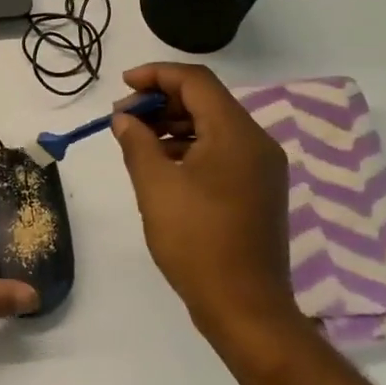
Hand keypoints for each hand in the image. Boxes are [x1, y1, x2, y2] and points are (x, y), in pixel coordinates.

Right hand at [111, 63, 295, 342]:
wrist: (246, 309)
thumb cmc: (197, 242)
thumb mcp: (156, 187)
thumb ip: (137, 142)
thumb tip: (125, 118)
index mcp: (236, 133)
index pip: (196, 81)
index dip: (156, 75)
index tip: (123, 87)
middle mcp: (256, 142)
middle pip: (206, 100)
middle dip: (162, 101)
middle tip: (124, 119)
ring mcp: (262, 167)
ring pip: (214, 125)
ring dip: (175, 124)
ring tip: (137, 140)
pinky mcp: (260, 189)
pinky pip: (223, 150)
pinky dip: (192, 147)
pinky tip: (163, 164)